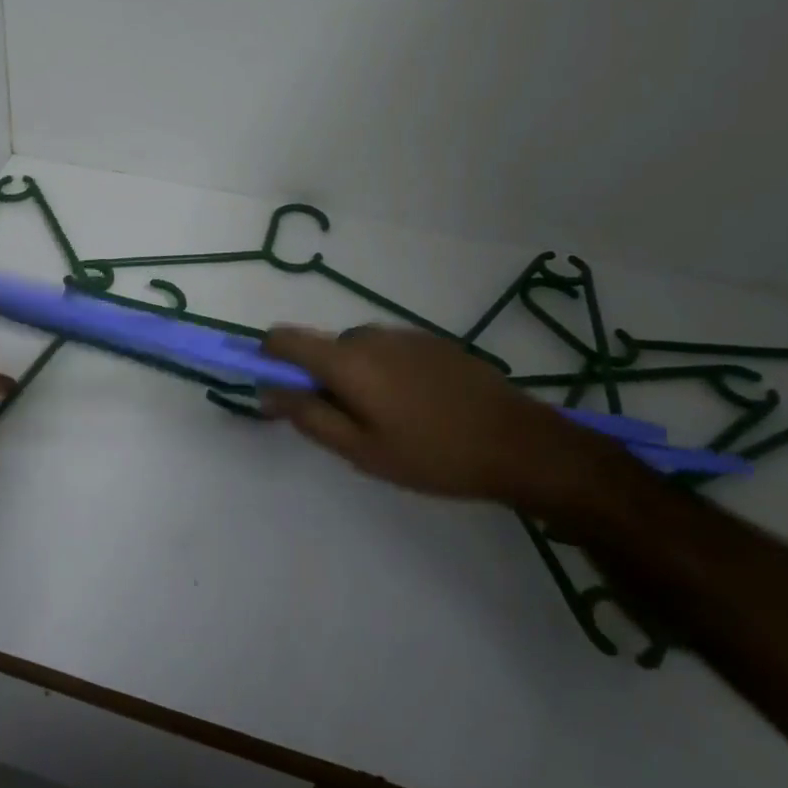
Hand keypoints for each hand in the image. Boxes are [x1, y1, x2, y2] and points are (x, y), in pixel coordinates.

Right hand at [261, 325, 610, 511]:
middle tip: (351, 428)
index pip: (283, 338)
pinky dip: (386, 374)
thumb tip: (267, 390)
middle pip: (322, 349)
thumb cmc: (432, 453)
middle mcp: (368, 334)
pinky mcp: (432, 341)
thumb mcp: (361, 450)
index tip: (277, 390)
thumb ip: (308, 416)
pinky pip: (388, 352)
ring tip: (392, 424)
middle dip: (322, 381)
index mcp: (346, 358)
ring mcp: (403, 334)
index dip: (268, 358)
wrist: (521, 443)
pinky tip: (421, 410)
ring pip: (357, 352)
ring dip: (357, 379)